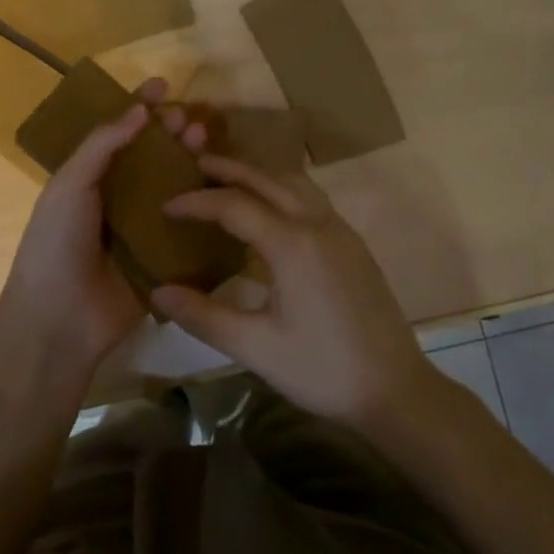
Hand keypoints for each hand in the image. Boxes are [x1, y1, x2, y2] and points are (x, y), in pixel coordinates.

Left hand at [0, 78, 206, 373]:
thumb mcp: (69, 185)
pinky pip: (187, 224)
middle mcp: (118, 197)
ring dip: (189, 160)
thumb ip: (101, 145)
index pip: (119, 133)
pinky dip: (203, 203)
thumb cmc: (56, 244)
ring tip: (204, 141)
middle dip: (170, 132)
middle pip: (152, 155)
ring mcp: (143, 227)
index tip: (163, 85)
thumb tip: (138, 110)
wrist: (59, 320)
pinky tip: (221, 184)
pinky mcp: (164, 256)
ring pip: (173, 184)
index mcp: (90, 177)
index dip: (139, 106)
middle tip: (189, 119)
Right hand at [149, 158, 433, 430]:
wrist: (396, 389)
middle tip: (194, 165)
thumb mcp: (256, 348)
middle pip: (267, 179)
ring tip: (228, 182)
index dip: (196, 202)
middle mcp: (317, 223)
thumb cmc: (322, 370)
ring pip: (294, 183)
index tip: (165, 205)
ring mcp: (340, 230)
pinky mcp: (353, 243)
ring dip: (259, 175)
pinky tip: (270, 213)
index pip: (234, 205)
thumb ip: (204, 316)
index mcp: (292, 244)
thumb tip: (157, 292)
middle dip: (229, 169)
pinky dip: (282, 190)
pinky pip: (311, 198)